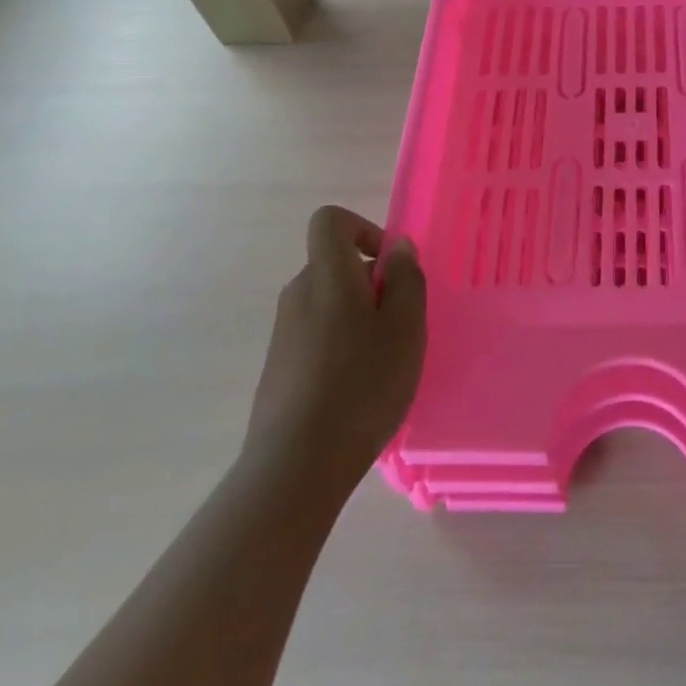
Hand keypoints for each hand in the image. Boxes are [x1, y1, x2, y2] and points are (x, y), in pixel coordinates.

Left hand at [246, 206, 426, 486]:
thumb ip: (406, 278)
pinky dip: (341, 346)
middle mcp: (298, 294)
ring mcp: (284, 332)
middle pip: (335, 265)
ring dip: (360, 318)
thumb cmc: (362, 383)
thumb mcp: (406, 326)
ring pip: (329, 303)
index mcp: (327, 275)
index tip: (390, 267)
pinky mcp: (279, 367)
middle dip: (372, 283)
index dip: (363, 229)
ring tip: (383, 362)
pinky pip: (317, 335)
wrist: (296, 465)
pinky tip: (358, 388)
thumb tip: (397, 247)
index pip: (330, 221)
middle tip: (400, 324)